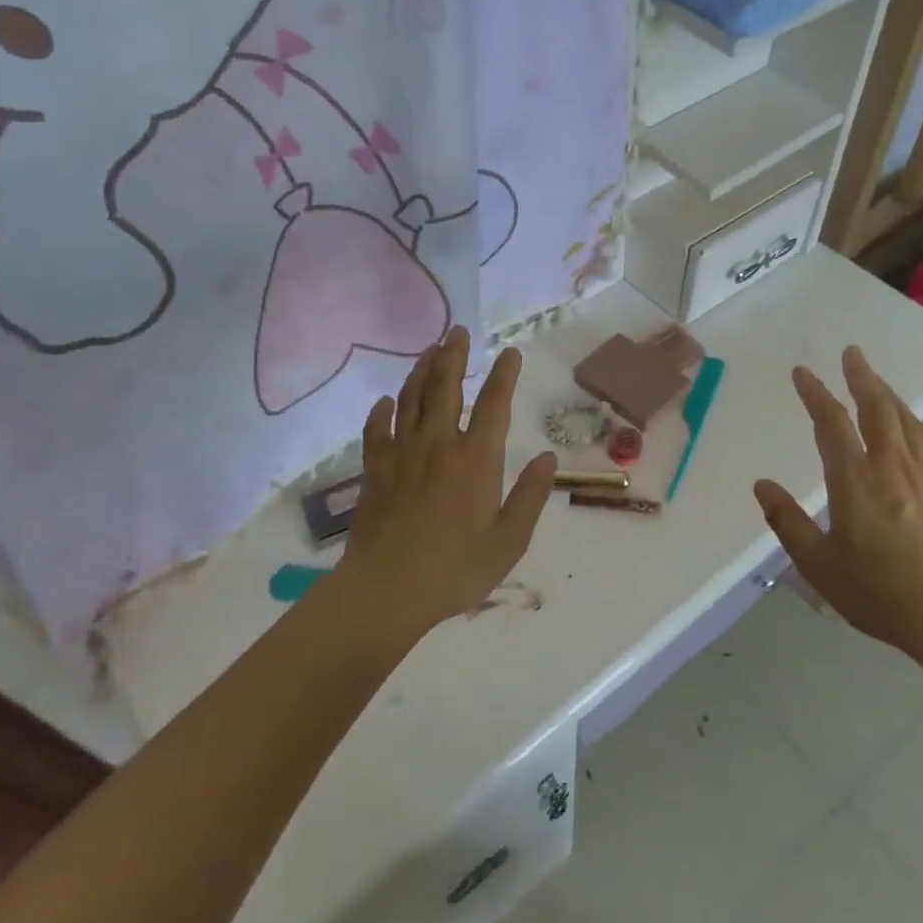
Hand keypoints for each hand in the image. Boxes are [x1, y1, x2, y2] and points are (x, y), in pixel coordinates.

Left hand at [331, 326, 556, 644]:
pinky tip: (385, 402)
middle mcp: (439, 445)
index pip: (494, 404)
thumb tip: (548, 457)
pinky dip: (382, 412)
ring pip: (411, 399)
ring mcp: (402, 454)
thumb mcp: (509, 541)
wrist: (386, 591)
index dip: (505, 375)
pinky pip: (376, 431)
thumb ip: (530, 496)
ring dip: (421, 371)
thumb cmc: (455, 570)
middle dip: (454, 355)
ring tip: (429, 350)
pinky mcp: (375, 471)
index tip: (511, 352)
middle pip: (446, 387)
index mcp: (477, 460)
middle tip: (458, 331)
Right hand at [754, 346, 922, 665]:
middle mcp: (892, 467)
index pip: (832, 424)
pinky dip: (915, 422)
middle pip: (877, 408)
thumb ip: (787, 522)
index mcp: (855, 481)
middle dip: (861, 377)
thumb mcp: (819, 565)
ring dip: (888, 394)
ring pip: (906, 420)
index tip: (802, 372)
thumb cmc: (881, 593)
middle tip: (851, 352)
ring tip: (875, 380)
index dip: (815, 394)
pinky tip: (912, 423)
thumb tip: (762, 484)